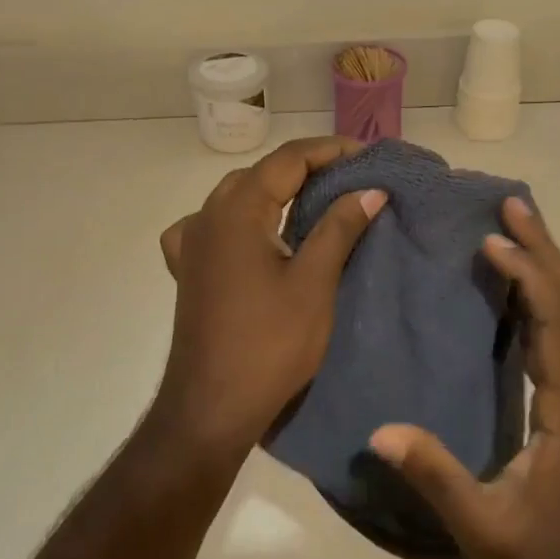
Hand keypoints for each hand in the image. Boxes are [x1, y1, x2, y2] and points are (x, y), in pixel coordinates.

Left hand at [152, 137, 385, 463]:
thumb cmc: (269, 344)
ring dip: (276, 189)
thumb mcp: (314, 283)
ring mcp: (193, 243)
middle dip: (307, 167)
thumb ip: (339, 228)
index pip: (288, 159)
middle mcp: (208, 215)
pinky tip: (252, 233)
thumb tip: (370, 190)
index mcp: (237, 210)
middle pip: (262, 172)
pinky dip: (240, 217)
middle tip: (351, 176)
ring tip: (315, 197)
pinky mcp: (189, 270)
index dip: (330, 150)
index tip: (368, 155)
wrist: (211, 408)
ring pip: (237, 195)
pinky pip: (213, 225)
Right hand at [369, 197, 559, 558]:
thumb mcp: (482, 521)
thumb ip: (435, 476)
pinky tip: (521, 272)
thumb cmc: (539, 545)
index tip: (494, 244)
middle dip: (543, 250)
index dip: (530, 279)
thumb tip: (381, 432)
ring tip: (519, 221)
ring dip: (547, 262)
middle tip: (514, 204)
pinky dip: (546, 288)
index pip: (557, 324)